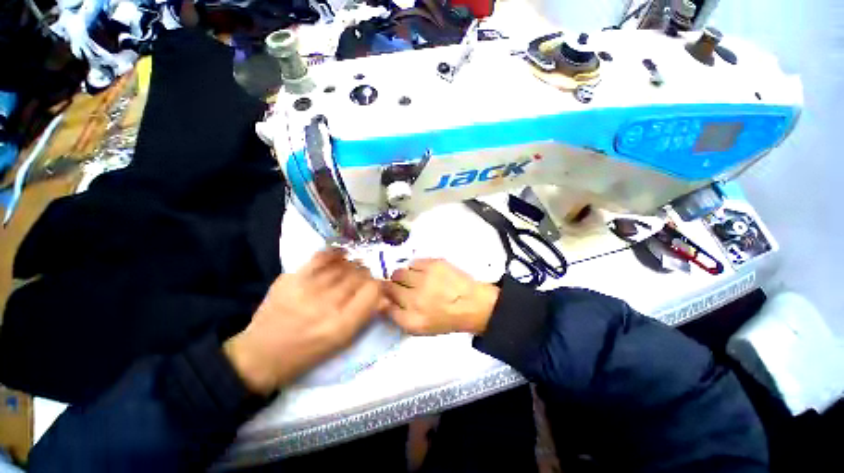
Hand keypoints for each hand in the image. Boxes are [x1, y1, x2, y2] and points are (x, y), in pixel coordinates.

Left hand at [223, 249, 382, 394]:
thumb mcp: (342, 341)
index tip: (375, 287)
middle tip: (362, 279)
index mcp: (342, 325)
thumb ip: (365, 315)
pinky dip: (334, 254)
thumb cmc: (308, 353)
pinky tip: (340, 256)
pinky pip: (321, 257)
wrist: (262, 354)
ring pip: (343, 266)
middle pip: (359, 275)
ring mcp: (307, 289)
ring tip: (350, 270)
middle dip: (366, 275)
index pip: (373, 290)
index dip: (378, 285)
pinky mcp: (291, 279)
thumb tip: (384, 295)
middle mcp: (327, 305)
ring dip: (352, 266)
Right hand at [384, 259, 498, 335]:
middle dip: (392, 287)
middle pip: (389, 286)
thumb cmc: (446, 318)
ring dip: (403, 277)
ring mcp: (425, 279)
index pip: (384, 304)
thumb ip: (398, 317)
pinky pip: (413, 263)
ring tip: (414, 280)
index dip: (385, 298)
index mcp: (412, 319)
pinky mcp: (434, 264)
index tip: (389, 296)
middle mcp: (415, 298)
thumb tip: (383, 301)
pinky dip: (415, 268)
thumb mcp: (420, 328)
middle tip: (403, 288)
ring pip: (399, 272)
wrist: (473, 304)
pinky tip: (424, 273)